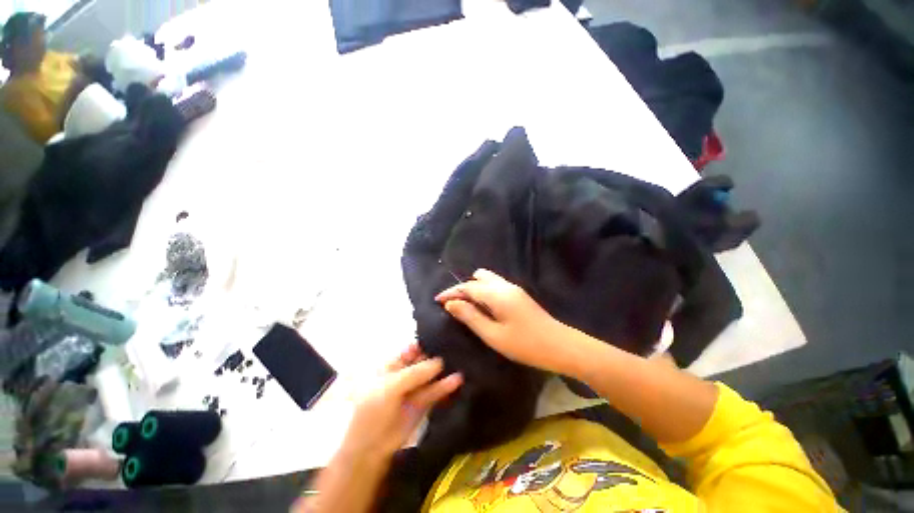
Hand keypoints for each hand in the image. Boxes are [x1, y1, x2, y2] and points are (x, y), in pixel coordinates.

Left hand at [341, 345, 461, 462]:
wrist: (371, 447)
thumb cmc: (374, 410)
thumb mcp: (391, 386)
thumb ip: (415, 373)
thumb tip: (439, 362)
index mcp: (392, 364)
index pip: (411, 349)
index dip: (425, 343)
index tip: (443, 337)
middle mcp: (405, 373)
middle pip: (424, 360)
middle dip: (438, 355)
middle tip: (457, 348)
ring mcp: (415, 388)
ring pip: (431, 375)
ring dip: (444, 370)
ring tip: (461, 362)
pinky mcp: (423, 403)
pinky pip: (435, 391)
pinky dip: (446, 386)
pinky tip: (457, 380)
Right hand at [435, 269, 568, 372]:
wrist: (560, 345)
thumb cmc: (525, 344)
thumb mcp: (493, 335)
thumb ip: (470, 317)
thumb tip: (451, 304)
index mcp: (496, 294)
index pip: (467, 287)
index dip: (451, 292)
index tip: (437, 300)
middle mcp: (504, 285)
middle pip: (477, 278)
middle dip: (463, 288)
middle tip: (454, 305)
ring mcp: (513, 288)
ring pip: (487, 279)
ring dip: (474, 289)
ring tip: (467, 306)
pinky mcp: (518, 294)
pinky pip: (495, 285)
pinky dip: (484, 291)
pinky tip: (483, 307)